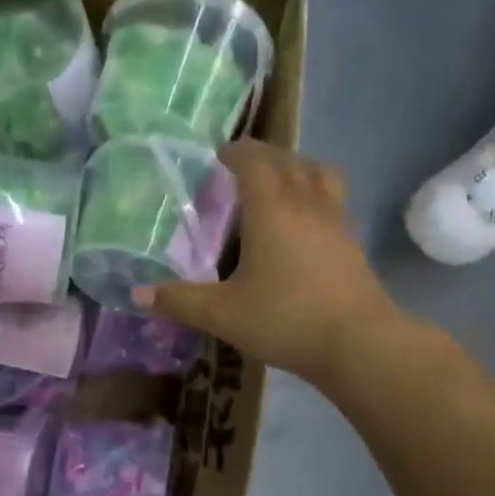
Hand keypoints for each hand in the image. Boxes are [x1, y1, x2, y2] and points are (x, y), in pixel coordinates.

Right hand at [136, 141, 402, 387]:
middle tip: (241, 167)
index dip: (236, 152)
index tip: (219, 155)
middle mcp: (306, 203)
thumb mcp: (222, 314)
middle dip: (263, 156)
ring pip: (319, 174)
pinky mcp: (352, 243)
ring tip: (278, 184)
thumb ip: (179, 301)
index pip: (254, 162)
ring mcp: (336, 221)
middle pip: (288, 161)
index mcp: (271, 209)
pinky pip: (332, 200)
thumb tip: (137, 295)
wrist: (358, 343)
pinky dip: (315, 195)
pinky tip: (304, 223)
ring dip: (296, 168)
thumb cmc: (284, 318)